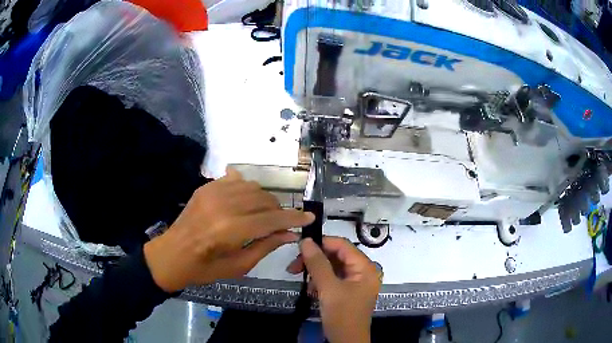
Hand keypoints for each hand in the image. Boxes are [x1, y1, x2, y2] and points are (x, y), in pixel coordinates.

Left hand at [144, 167, 314, 291]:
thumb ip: (266, 246)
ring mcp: (213, 192)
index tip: (309, 217)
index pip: (272, 218)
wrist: (171, 254)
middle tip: (281, 224)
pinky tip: (245, 203)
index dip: (294, 218)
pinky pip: (235, 180)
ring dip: (264, 200)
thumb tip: (290, 234)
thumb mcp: (238, 266)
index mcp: (231, 230)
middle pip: (264, 199)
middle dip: (279, 210)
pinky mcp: (206, 187)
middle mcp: (224, 205)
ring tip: (263, 215)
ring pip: (253, 187)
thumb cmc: (205, 268)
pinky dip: (247, 190)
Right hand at [287, 237, 380, 342]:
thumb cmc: (342, 314)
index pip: (342, 245)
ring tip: (303, 281)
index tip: (300, 247)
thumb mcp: (328, 288)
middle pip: (336, 256)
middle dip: (315, 261)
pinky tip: (311, 291)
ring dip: (316, 272)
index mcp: (365, 267)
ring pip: (332, 267)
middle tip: (294, 267)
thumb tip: (306, 241)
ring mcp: (355, 282)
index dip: (321, 243)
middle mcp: (362, 271)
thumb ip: (317, 263)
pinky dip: (320, 282)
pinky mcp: (347, 291)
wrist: (347, 341)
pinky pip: (332, 279)